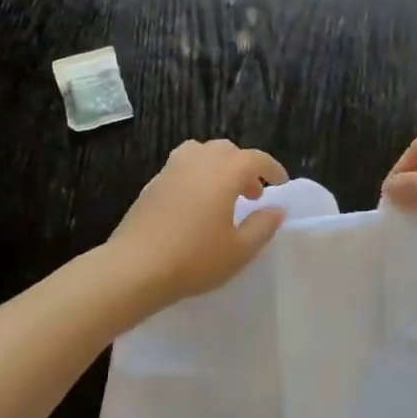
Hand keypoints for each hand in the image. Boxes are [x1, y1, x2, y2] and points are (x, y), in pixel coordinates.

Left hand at [103, 140, 289, 310]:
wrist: (135, 267)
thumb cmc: (194, 259)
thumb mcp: (239, 250)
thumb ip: (262, 226)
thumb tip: (276, 209)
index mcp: (224, 171)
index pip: (255, 158)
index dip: (272, 168)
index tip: (281, 184)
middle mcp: (198, 161)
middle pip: (227, 150)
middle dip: (244, 167)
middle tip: (253, 195)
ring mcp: (171, 169)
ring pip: (200, 153)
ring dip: (217, 166)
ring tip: (222, 194)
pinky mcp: (152, 184)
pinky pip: (181, 167)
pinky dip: (196, 175)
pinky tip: (195, 205)